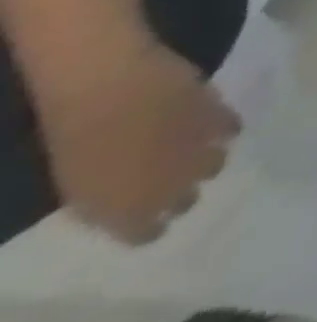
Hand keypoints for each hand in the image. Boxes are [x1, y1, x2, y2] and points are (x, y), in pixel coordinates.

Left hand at [38, 36, 239, 243]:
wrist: (111, 90)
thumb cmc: (79, 142)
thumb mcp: (80, 187)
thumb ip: (110, 201)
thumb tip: (135, 207)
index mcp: (128, 209)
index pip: (148, 232)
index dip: (151, 227)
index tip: (152, 221)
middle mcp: (169, 186)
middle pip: (187, 200)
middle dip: (183, 193)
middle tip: (175, 183)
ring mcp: (198, 149)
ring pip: (216, 164)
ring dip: (209, 161)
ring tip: (201, 152)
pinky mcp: (218, 116)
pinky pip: (231, 128)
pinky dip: (226, 129)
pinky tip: (219, 126)